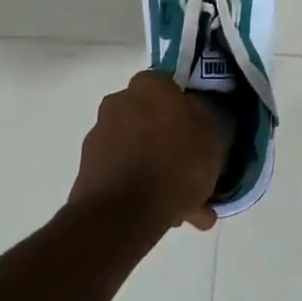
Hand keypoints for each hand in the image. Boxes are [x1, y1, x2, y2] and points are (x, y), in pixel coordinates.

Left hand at [69, 72, 228, 231]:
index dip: (188, 110)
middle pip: (153, 119)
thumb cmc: (175, 165)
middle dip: (172, 144)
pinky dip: (142, 188)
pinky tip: (166, 214)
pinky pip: (126, 172)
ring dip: (159, 170)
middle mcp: (119, 102)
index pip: (172, 86)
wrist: (121, 214)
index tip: (201, 133)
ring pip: (140, 149)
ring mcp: (100, 135)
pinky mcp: (89, 168)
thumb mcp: (212, 137)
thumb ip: (206, 117)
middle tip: (195, 171)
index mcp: (149, 86)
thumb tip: (197, 112)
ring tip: (185, 206)